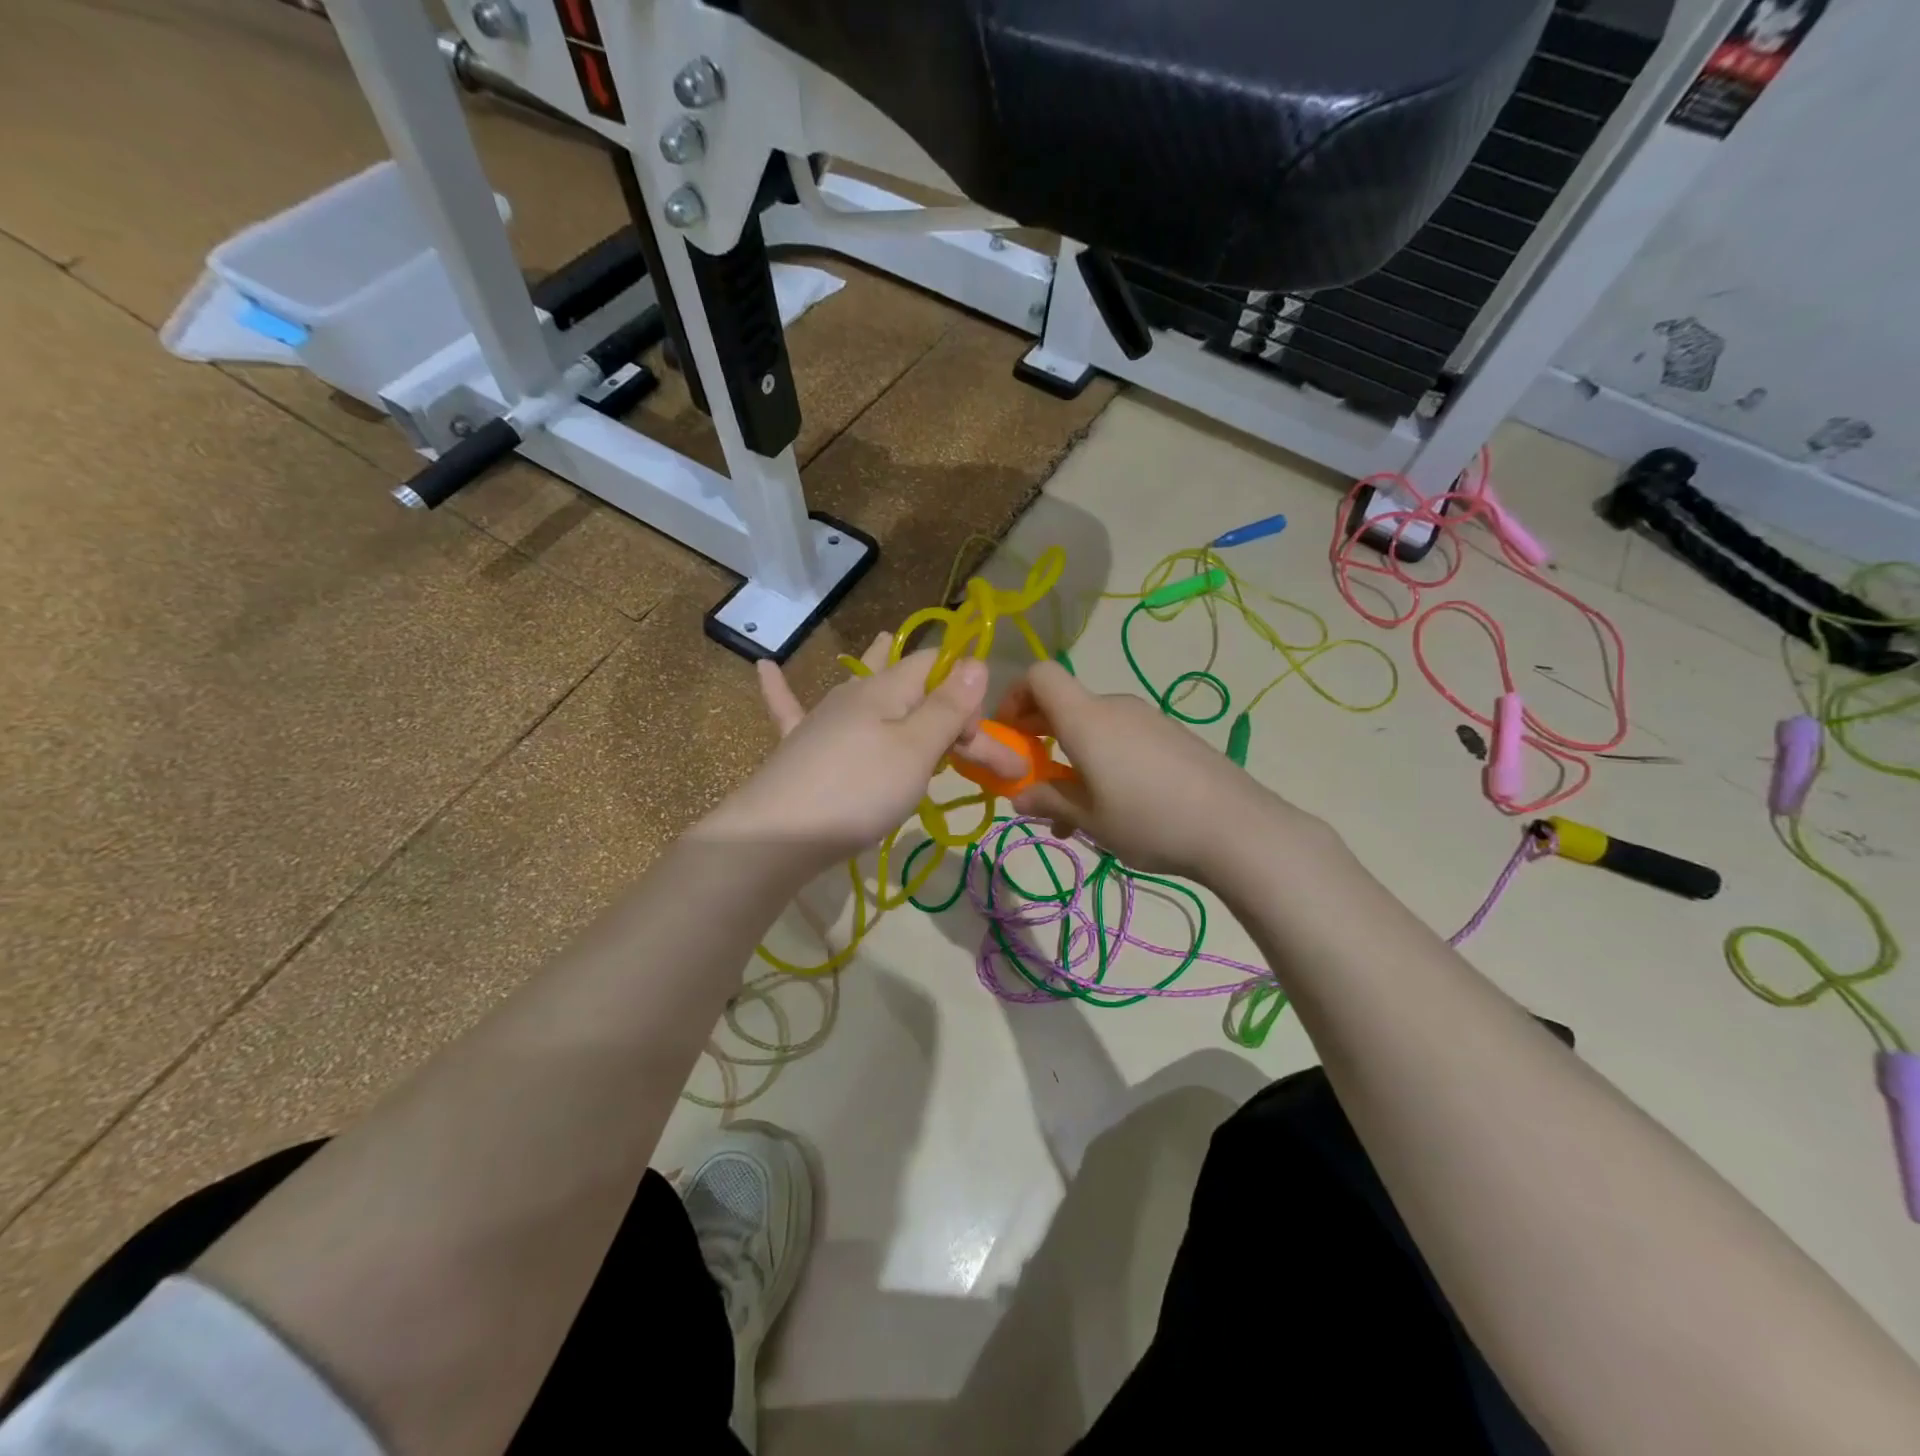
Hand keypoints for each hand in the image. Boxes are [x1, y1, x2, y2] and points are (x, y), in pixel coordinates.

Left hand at [702, 634, 989, 867]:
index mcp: (887, 688)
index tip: (975, 740)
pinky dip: (780, 687)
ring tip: (883, 641)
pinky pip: (789, 707)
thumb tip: (975, 661)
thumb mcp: (916, 749)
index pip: (937, 667)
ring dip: (877, 669)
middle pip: (906, 683)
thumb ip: (947, 707)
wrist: (778, 834)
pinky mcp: (798, 746)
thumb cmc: (859, 790)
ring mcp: (822, 718)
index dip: (964, 693)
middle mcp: (854, 694)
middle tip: (965, 736)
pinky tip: (764, 665)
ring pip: (859, 685)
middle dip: (938, 699)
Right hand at [997, 661, 1308, 881]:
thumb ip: (1048, 801)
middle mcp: (1114, 707)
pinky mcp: (1171, 736)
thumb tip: (1018, 796)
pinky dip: (1103, 761)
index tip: (1009, 735)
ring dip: (1072, 758)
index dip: (1015, 696)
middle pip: (1064, 705)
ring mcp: (1147, 719)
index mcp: (1086, 719)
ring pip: (1093, 728)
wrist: (1237, 827)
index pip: (1040, 675)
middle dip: (1040, 738)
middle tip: (1035, 783)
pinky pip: (1122, 738)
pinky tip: (1114, 808)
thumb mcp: (1090, 819)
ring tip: (1074, 814)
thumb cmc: (1149, 820)